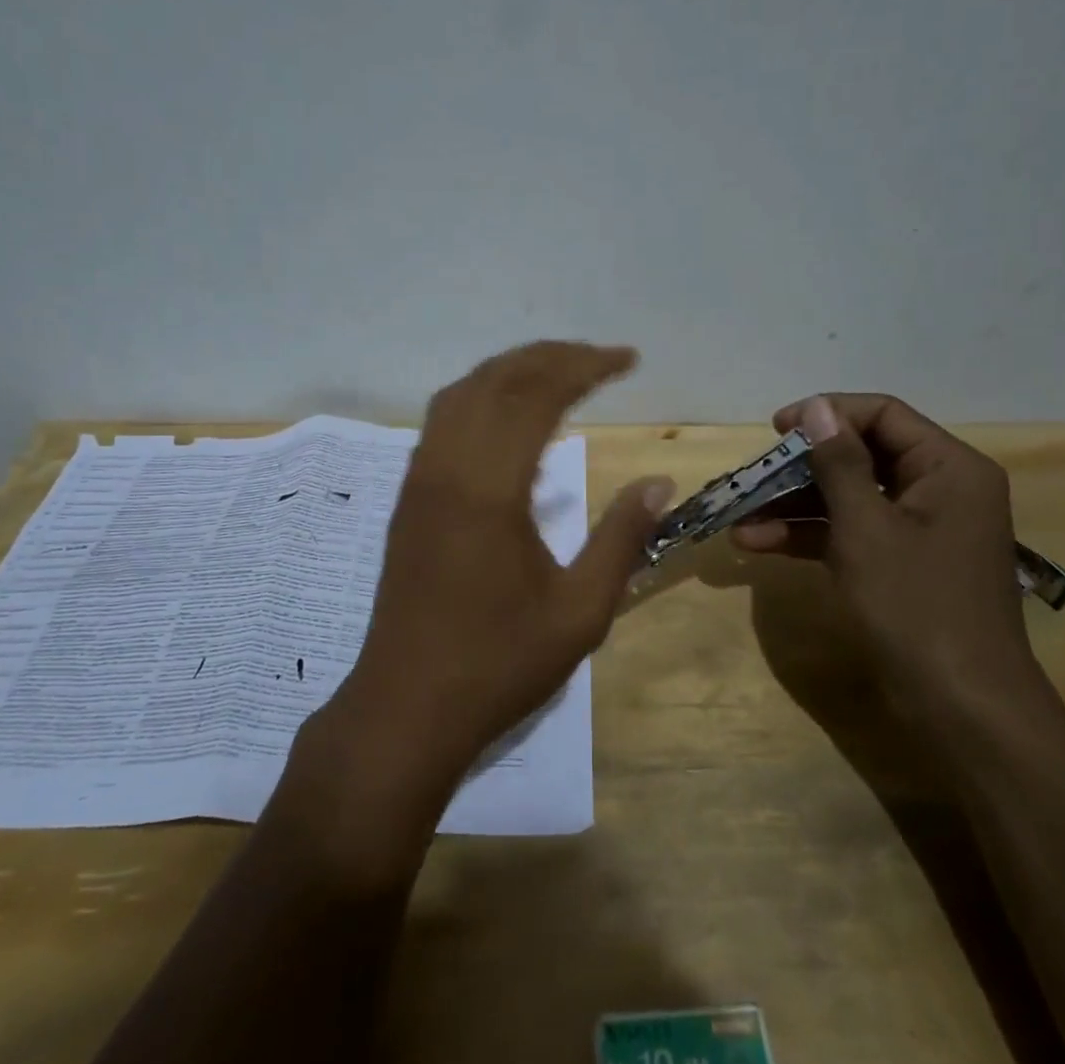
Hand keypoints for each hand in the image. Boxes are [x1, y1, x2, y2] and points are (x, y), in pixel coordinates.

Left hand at [331, 341, 673, 790]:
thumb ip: (622, 538)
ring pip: (462, 393)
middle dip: (552, 357)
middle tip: (601, 359)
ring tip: (559, 373)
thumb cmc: (498, 664)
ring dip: (512, 370)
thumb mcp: (580, 611)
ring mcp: (419, 479)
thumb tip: (659, 482)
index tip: (627, 360)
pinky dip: (482, 396)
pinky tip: (509, 417)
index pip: (537, 395)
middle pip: (497, 380)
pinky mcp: (408, 496)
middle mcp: (446, 467)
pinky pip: (443, 420)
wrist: (406, 706)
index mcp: (489, 489)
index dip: (585, 367)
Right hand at [732, 393, 1040, 716]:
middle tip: (753, 475)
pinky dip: (810, 536)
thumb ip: (838, 463)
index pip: (883, 415)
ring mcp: (920, 530)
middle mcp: (939, 490)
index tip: (776, 429)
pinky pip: (851, 532)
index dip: (827, 414)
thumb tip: (817, 408)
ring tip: (741, 515)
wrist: (962, 710)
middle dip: (802, 466)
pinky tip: (758, 544)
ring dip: (795, 505)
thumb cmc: (916, 607)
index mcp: (949, 468)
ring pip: (849, 497)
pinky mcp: (901, 564)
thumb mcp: (867, 529)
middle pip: (862, 455)